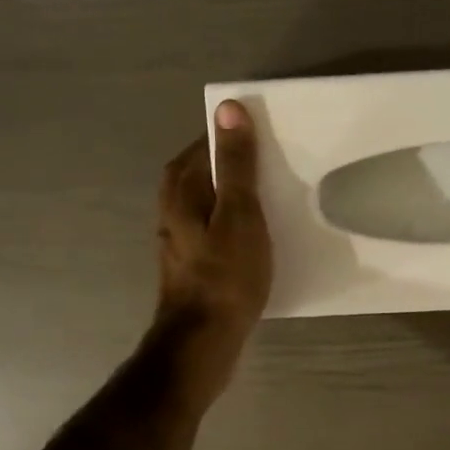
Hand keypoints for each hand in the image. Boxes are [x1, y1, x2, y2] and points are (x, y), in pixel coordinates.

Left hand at [151, 100, 273, 402]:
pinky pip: (217, 231)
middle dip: (236, 166)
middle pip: (205, 173)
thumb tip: (228, 107)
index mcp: (180, 190)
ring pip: (211, 204)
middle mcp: (173, 210)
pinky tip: (259, 237)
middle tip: (276, 166)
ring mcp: (181, 241)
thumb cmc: (225, 275)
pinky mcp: (194, 266)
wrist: (203, 342)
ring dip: (237, 198)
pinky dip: (236, 225)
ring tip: (274, 199)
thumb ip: (235, 164)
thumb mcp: (239, 213)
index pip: (204, 145)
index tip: (269, 136)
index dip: (233, 137)